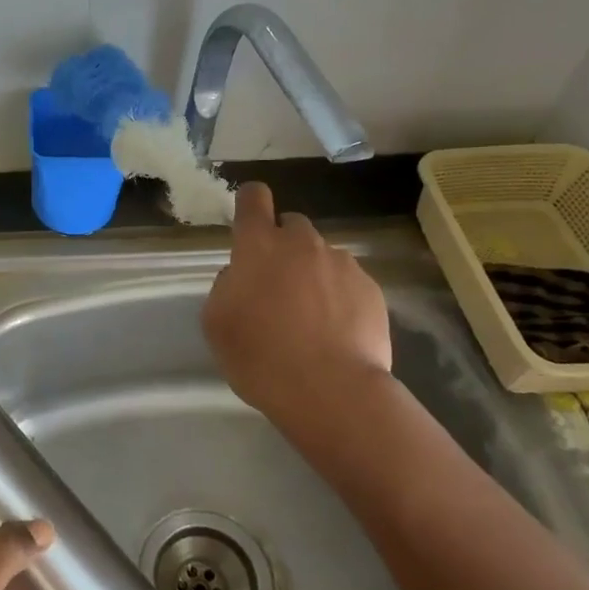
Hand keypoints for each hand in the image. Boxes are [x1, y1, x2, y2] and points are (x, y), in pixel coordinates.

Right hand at [203, 183, 394, 426]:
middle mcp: (302, 244)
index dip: (251, 202)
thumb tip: (240, 276)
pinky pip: (348, 282)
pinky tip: (335, 331)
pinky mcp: (371, 289)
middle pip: (291, 225)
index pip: (254, 198)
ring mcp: (341, 264)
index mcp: (259, 247)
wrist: (331, 391)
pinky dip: (339, 297)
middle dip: (283, 245)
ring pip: (322, 256)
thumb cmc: (260, 357)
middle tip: (277, 286)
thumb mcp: (217, 324)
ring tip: (311, 317)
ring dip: (313, 273)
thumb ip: (225, 287)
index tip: (249, 219)